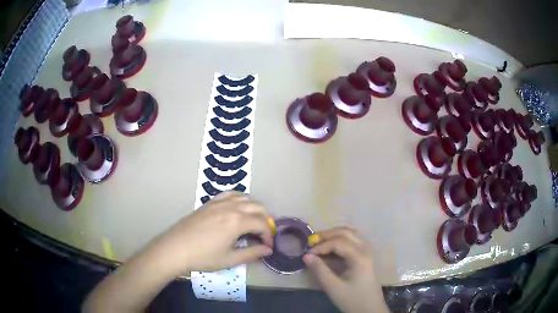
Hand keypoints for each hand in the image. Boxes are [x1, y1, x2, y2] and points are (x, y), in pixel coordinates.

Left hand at [153, 192, 273, 274]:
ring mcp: (219, 203)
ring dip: (253, 209)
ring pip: (245, 198)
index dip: (268, 235)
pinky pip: (230, 194)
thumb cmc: (203, 257)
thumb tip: (268, 250)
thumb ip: (252, 253)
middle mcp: (231, 207)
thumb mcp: (230, 259)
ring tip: (251, 223)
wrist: (176, 248)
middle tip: (261, 235)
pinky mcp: (209, 203)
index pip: (262, 224)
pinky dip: (239, 199)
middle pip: (257, 207)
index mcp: (237, 222)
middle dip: (264, 220)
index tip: (267, 246)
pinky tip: (236, 209)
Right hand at [303, 227, 387, 312]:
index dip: (321, 246)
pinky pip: (354, 240)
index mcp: (360, 257)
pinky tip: (331, 247)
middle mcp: (365, 249)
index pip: (338, 242)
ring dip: (335, 234)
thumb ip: (320, 270)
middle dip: (327, 235)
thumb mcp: (333, 287)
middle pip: (346, 232)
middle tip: (311, 242)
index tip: (307, 253)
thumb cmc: (352, 299)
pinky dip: (341, 239)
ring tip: (320, 241)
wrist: (370, 309)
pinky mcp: (366, 256)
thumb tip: (306, 255)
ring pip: (351, 233)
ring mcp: (367, 252)